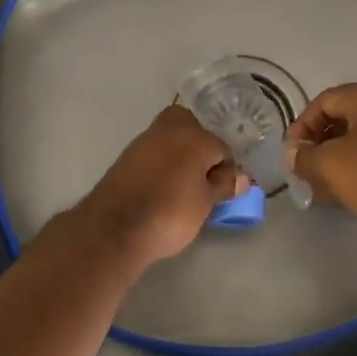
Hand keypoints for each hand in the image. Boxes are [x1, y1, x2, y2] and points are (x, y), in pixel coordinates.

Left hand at [69, 105, 246, 268]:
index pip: (221, 147)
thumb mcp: (205, 203)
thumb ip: (224, 185)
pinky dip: (161, 163)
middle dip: (200, 146)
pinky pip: (153, 152)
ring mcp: (144, 141)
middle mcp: (169, 130)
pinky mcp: (126, 156)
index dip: (226, 168)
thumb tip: (241, 177)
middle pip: (192, 127)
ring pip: (170, 137)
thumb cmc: (170, 213)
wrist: (115, 228)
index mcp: (195, 136)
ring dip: (179, 154)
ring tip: (183, 186)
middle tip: (204, 176)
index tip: (224, 189)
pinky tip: (162, 187)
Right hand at [288, 81, 356, 233]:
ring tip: (325, 185)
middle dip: (321, 143)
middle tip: (306, 169)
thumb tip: (293, 154)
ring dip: (341, 158)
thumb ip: (303, 156)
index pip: (323, 101)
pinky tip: (353, 190)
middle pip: (345, 118)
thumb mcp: (330, 165)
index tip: (292, 154)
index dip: (301, 126)